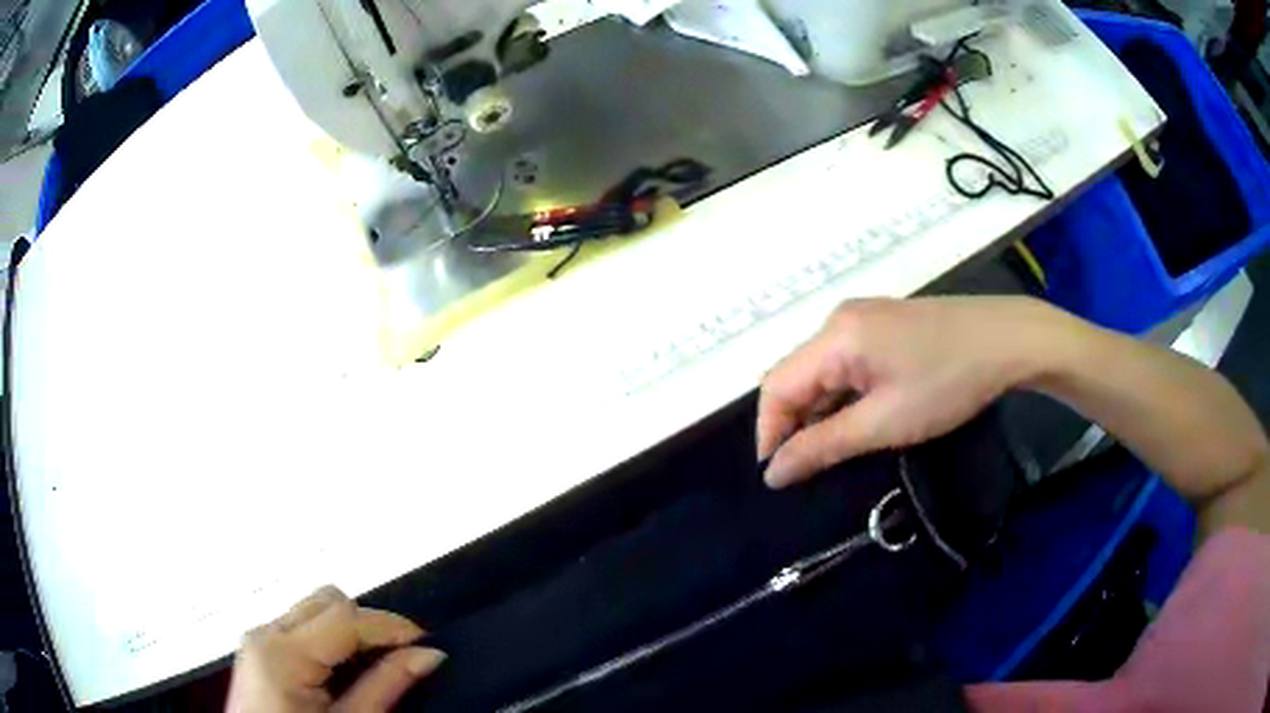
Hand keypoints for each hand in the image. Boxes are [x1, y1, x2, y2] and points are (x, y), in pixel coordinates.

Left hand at [227, 586, 444, 712]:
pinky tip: (343, 666)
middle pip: (327, 599)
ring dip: (349, 627)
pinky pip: (300, 624)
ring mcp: (257, 638)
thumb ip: (386, 686)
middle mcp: (264, 633)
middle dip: (368, 621)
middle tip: (400, 655)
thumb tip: (429, 655)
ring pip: (313, 607)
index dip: (390, 624)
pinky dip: (329, 636)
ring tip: (374, 663)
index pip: (344, 615)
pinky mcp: (258, 647)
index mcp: (283, 654)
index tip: (427, 643)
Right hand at [757, 297, 1047, 487]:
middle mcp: (840, 320)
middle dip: (794, 424)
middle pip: (797, 375)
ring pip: (822, 370)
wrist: (1009, 340)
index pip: (776, 386)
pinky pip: (847, 362)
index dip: (769, 433)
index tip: (779, 477)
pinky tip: (862, 417)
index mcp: (835, 337)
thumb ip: (823, 446)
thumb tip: (773, 473)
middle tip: (810, 469)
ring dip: (820, 411)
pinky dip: (843, 395)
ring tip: (837, 449)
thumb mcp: (885, 423)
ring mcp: (864, 318)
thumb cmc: (948, 383)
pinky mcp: (884, 324)